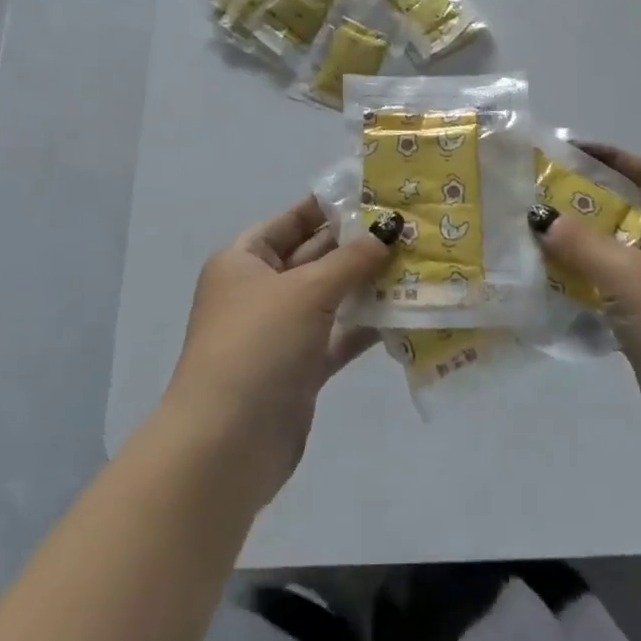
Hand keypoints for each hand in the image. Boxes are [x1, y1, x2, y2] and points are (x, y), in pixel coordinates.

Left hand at [163, 196, 394, 506]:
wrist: (224, 447)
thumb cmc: (257, 346)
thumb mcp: (305, 291)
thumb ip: (351, 259)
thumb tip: (388, 228)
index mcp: (244, 260)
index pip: (293, 220)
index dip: (332, 206)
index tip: (378, 194)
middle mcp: (260, 291)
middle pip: (314, 256)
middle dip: (358, 244)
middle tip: (409, 228)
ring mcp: (279, 332)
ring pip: (330, 297)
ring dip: (367, 284)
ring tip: (416, 264)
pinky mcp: (299, 370)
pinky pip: (337, 336)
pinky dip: (365, 325)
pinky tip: (404, 312)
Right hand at [530, 145, 640, 462]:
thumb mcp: (630, 278)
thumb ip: (581, 244)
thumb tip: (539, 216)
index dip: (615, 157)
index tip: (570, 151)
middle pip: (629, 210)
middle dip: (586, 202)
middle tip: (538, 197)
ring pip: (617, 252)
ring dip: (580, 245)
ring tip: (534, 236)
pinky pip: (613, 288)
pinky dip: (585, 281)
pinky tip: (549, 282)